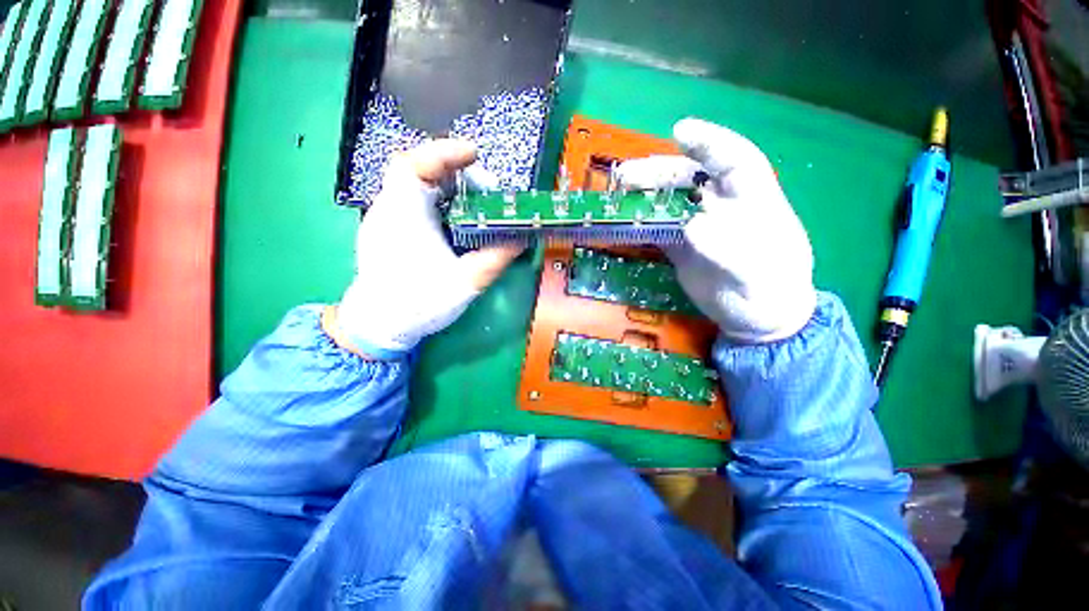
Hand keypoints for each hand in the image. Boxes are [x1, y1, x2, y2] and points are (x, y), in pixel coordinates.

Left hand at [328, 140, 523, 357]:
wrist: (379, 327)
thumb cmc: (419, 304)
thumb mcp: (466, 282)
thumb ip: (496, 258)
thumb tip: (521, 238)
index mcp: (404, 216)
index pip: (414, 164)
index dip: (445, 152)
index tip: (474, 154)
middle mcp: (389, 210)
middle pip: (417, 171)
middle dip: (453, 171)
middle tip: (483, 186)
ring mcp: (385, 220)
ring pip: (415, 187)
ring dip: (447, 188)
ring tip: (474, 202)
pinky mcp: (388, 231)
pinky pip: (413, 203)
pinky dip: (437, 202)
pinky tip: (454, 221)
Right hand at [618, 118, 815, 342]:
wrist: (755, 319)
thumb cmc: (770, 293)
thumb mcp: (758, 275)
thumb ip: (730, 250)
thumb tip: (691, 228)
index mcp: (754, 201)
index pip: (735, 159)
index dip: (708, 142)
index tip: (679, 132)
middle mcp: (723, 206)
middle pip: (691, 178)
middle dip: (659, 172)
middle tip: (626, 175)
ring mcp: (699, 226)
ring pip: (670, 201)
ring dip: (645, 194)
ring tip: (618, 192)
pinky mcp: (682, 247)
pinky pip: (659, 228)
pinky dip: (641, 222)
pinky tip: (624, 220)